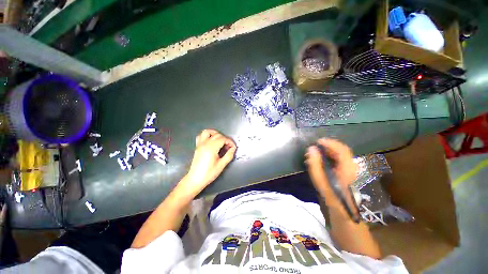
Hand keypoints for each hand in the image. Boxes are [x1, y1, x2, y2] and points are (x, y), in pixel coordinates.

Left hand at [183, 129, 235, 194]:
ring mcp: (200, 144)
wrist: (195, 179)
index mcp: (211, 148)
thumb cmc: (209, 173)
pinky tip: (211, 141)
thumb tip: (233, 148)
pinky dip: (207, 136)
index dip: (230, 142)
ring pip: (207, 132)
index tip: (233, 147)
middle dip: (225, 139)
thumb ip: (229, 155)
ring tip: (220, 140)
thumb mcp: (221, 165)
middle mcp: (205, 144)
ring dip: (215, 133)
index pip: (223, 139)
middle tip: (228, 147)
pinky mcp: (197, 146)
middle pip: (217, 135)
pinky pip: (201, 136)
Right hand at [305, 139, 356, 206]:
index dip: (330, 143)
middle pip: (342, 151)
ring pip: (341, 156)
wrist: (345, 216)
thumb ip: (315, 165)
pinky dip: (330, 158)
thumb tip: (311, 149)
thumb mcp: (321, 182)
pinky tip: (322, 161)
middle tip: (315, 147)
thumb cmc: (333, 200)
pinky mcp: (347, 175)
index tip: (317, 142)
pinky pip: (340, 161)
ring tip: (317, 153)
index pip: (341, 149)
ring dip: (329, 152)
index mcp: (347, 169)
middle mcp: (352, 168)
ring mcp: (351, 172)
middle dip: (328, 146)